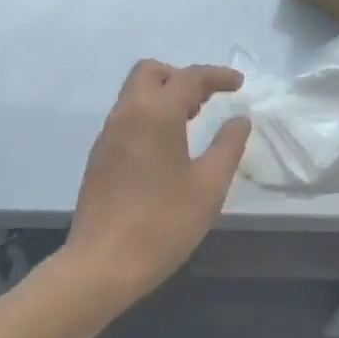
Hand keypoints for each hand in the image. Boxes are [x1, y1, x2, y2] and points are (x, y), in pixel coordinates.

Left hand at [65, 60, 252, 309]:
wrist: (102, 264)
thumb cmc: (162, 224)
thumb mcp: (208, 186)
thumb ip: (227, 146)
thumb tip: (239, 119)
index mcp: (155, 115)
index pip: (188, 78)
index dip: (216, 76)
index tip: (239, 84)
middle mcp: (127, 115)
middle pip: (151, 72)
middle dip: (182, 77)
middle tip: (207, 101)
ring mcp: (108, 136)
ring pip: (135, 94)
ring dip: (164, 96)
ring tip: (192, 122)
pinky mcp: (99, 157)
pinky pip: (127, 117)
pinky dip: (150, 116)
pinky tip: (167, 147)